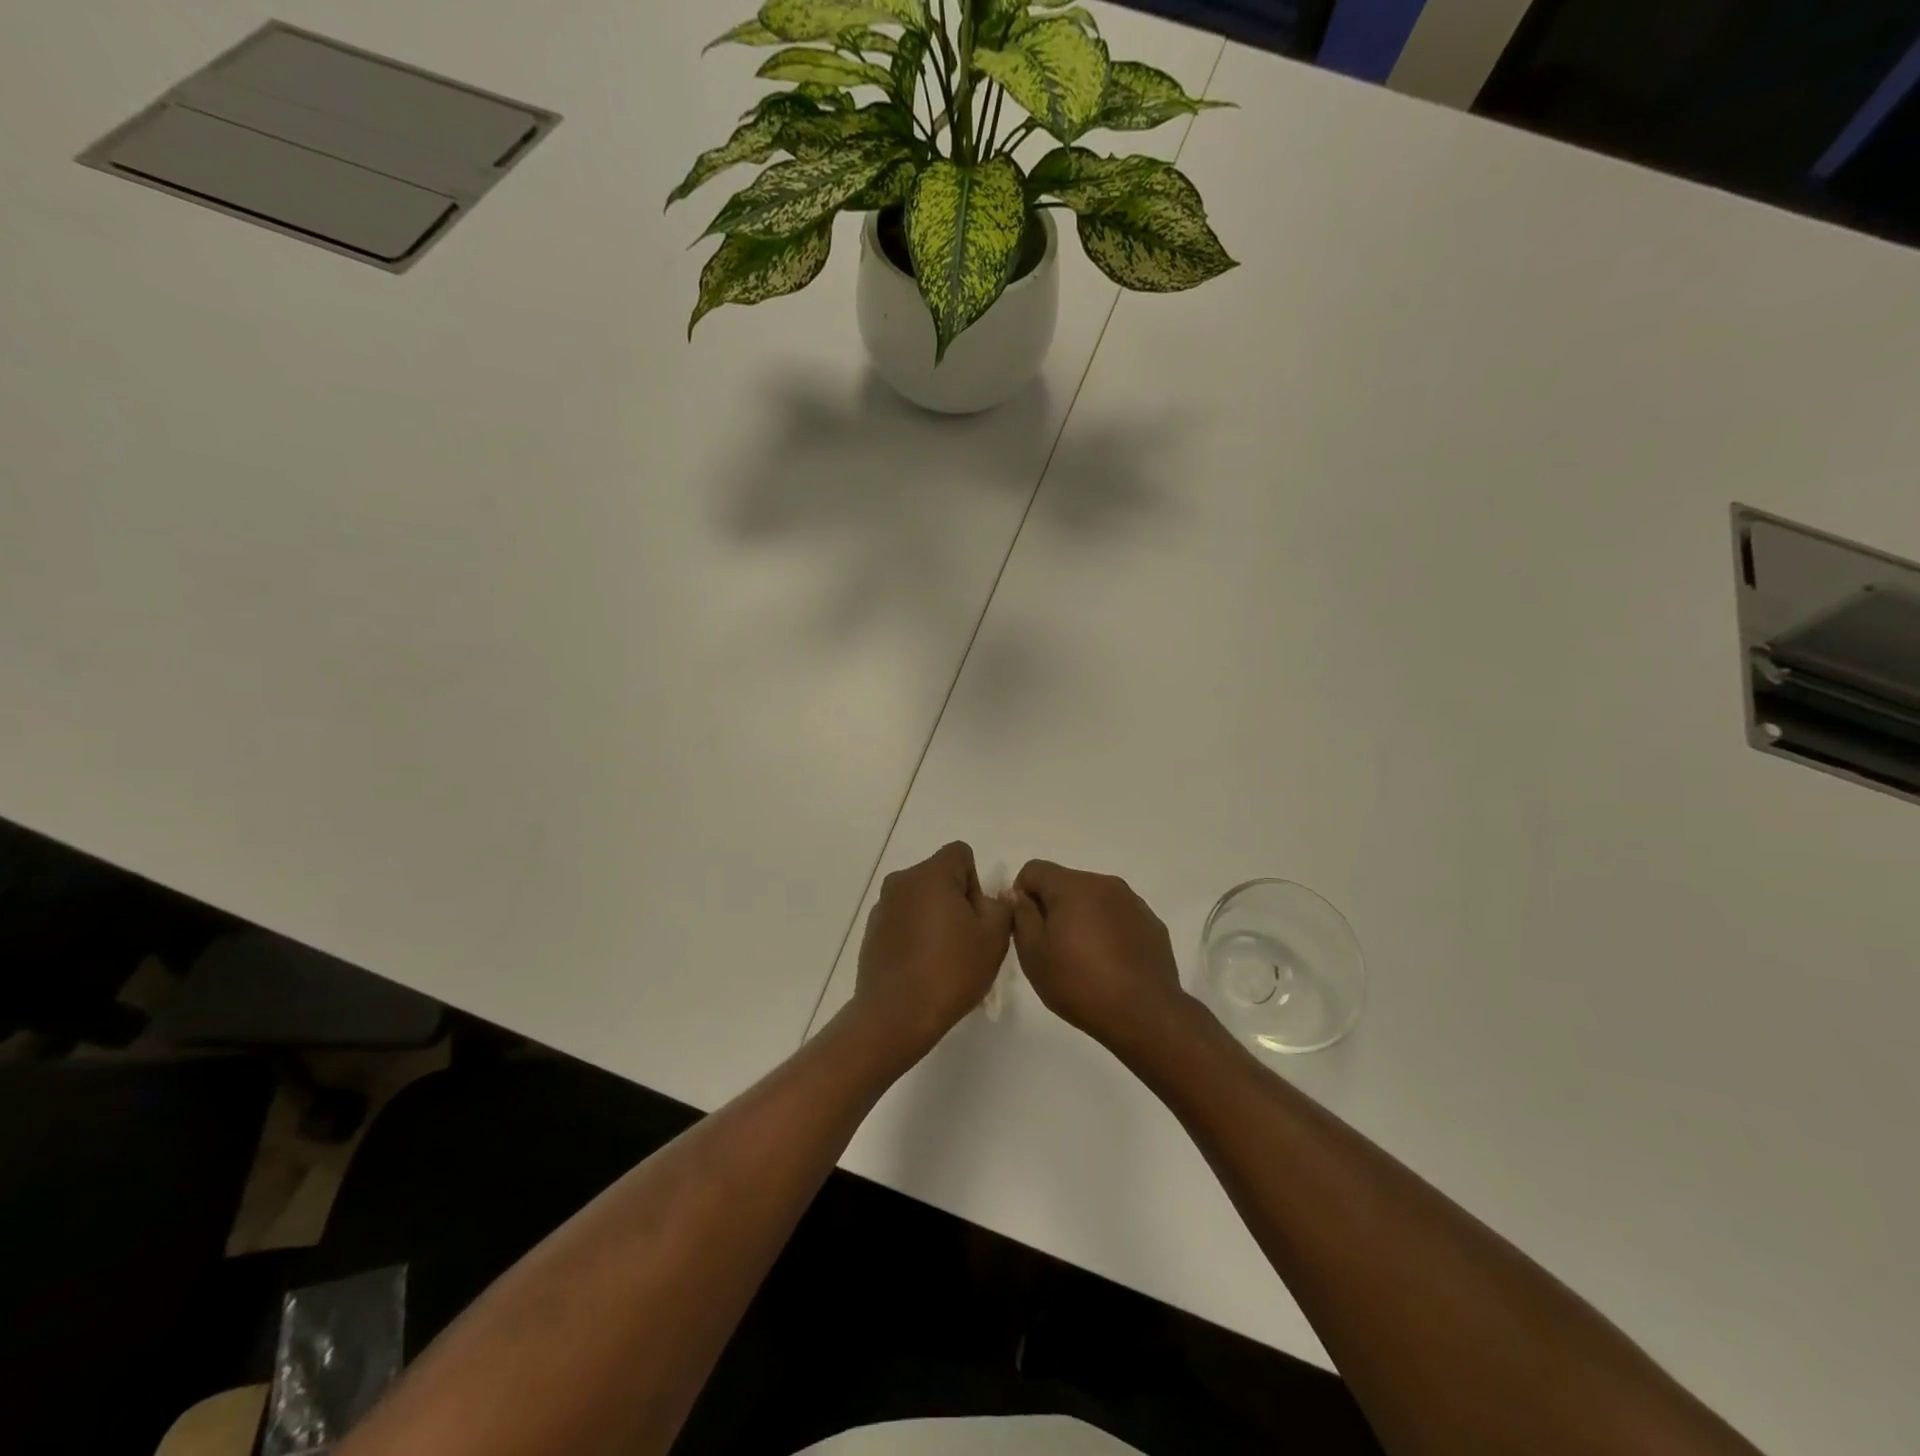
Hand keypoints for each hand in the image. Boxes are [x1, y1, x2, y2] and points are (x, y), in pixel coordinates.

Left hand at [852, 842, 1012, 1058]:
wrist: (895, 1015)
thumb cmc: (951, 971)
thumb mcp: (994, 938)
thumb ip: (1001, 906)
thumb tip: (991, 897)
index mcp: (931, 874)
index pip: (960, 854)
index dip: (976, 880)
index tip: (977, 916)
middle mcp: (902, 881)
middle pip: (939, 876)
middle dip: (957, 900)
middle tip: (967, 940)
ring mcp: (882, 906)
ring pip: (920, 899)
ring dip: (935, 918)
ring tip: (944, 958)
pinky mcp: (871, 931)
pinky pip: (902, 920)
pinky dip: (915, 934)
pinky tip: (922, 968)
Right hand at [1011, 860, 1191, 1055]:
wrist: (1144, 1014)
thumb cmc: (1079, 984)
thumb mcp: (1033, 955)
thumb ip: (1021, 916)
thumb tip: (1017, 894)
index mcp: (1072, 886)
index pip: (1034, 869)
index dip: (1021, 894)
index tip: (1025, 927)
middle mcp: (1104, 883)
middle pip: (1065, 882)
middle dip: (1053, 906)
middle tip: (1051, 947)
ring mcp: (1132, 901)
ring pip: (1093, 898)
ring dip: (1081, 917)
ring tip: (1082, 958)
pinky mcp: (1151, 922)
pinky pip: (1118, 915)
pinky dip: (1107, 929)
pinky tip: (1109, 963)